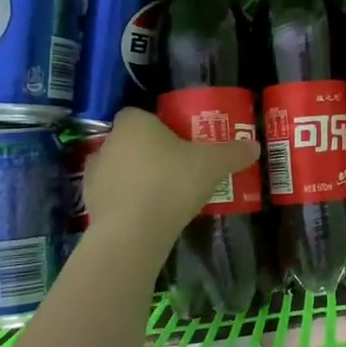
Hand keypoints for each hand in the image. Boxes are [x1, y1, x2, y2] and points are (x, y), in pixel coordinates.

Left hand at [80, 109, 258, 252]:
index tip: (179, 142)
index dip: (160, 127)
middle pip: (132, 142)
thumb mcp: (212, 165)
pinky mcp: (90, 204)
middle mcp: (108, 143)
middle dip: (150, 153)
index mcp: (133, 123)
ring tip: (164, 195)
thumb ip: (233, 153)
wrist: (133, 231)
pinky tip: (149, 215)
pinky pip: (114, 196)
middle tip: (178, 168)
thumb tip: (255, 147)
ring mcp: (94, 174)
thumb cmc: (171, 183)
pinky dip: (127, 202)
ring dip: (137, 178)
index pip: (142, 115)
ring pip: (121, 169)